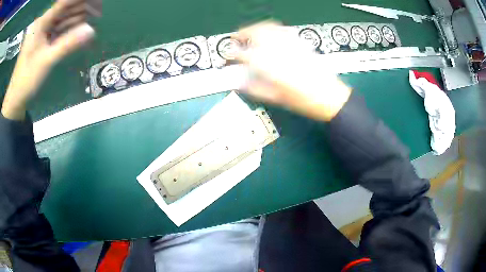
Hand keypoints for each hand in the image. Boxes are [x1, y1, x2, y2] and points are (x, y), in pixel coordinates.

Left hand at [2, 0, 94, 120]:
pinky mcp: (44, 42)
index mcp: (41, 23)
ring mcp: (43, 33)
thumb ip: (67, 44)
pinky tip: (80, 31)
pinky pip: (59, 31)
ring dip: (77, 19)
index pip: (63, 3)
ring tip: (93, 19)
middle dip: (80, 8)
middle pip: (65, 9)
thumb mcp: (46, 61)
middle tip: (97, 10)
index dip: (78, 0)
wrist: (16, 98)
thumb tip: (91, 31)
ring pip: (63, 19)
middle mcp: (43, 24)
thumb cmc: (26, 79)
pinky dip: (69, 30)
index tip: (95, 0)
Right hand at [233, 21, 350, 121]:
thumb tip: (240, 84)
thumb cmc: (303, 100)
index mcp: (269, 65)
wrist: (329, 96)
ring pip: (268, 27)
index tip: (229, 56)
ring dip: (255, 28)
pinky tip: (270, 34)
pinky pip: (282, 29)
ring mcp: (290, 44)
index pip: (243, 54)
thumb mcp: (276, 98)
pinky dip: (271, 29)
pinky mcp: (300, 43)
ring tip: (250, 34)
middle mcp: (278, 50)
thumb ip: (254, 89)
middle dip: (241, 33)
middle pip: (255, 32)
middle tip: (236, 39)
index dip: (232, 54)